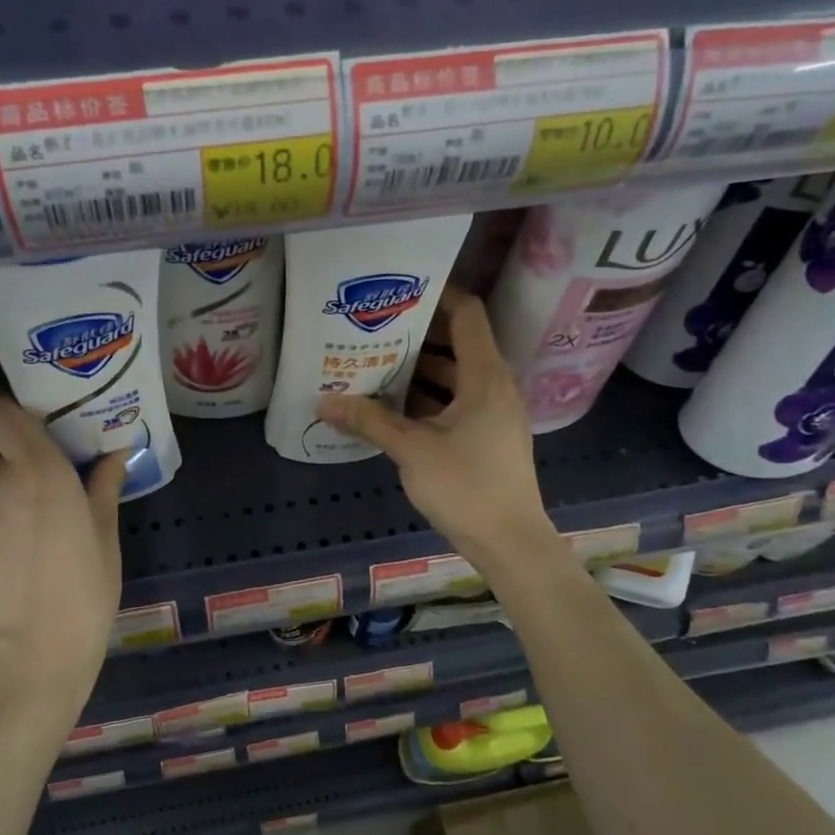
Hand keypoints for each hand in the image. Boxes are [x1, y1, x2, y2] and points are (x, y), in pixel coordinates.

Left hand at [0, 397, 126, 716]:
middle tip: (54, 479)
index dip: (13, 410)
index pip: (2, 412)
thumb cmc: (83, 595)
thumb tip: (115, 453)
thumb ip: (104, 488)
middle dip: (25, 458)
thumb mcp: (105, 539)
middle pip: (2, 449)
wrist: (26, 661)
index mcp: (41, 471)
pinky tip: (18, 555)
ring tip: (39, 525)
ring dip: (12, 493)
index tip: (39, 421)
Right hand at [319, 287, 558, 571]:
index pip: (467, 314)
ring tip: (374, 363)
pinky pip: (456, 401)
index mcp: (485, 376)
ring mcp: (494, 412)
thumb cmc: (466, 487)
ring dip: (419, 370)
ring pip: (455, 376)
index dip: (438, 295)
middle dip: (416, 335)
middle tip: (374, 328)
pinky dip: (428, 398)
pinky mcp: (488, 435)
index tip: (399, 291)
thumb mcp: (412, 450)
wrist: (510, 543)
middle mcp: (494, 385)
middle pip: (457, 343)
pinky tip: (392, 407)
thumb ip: (369, 420)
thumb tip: (323, 400)